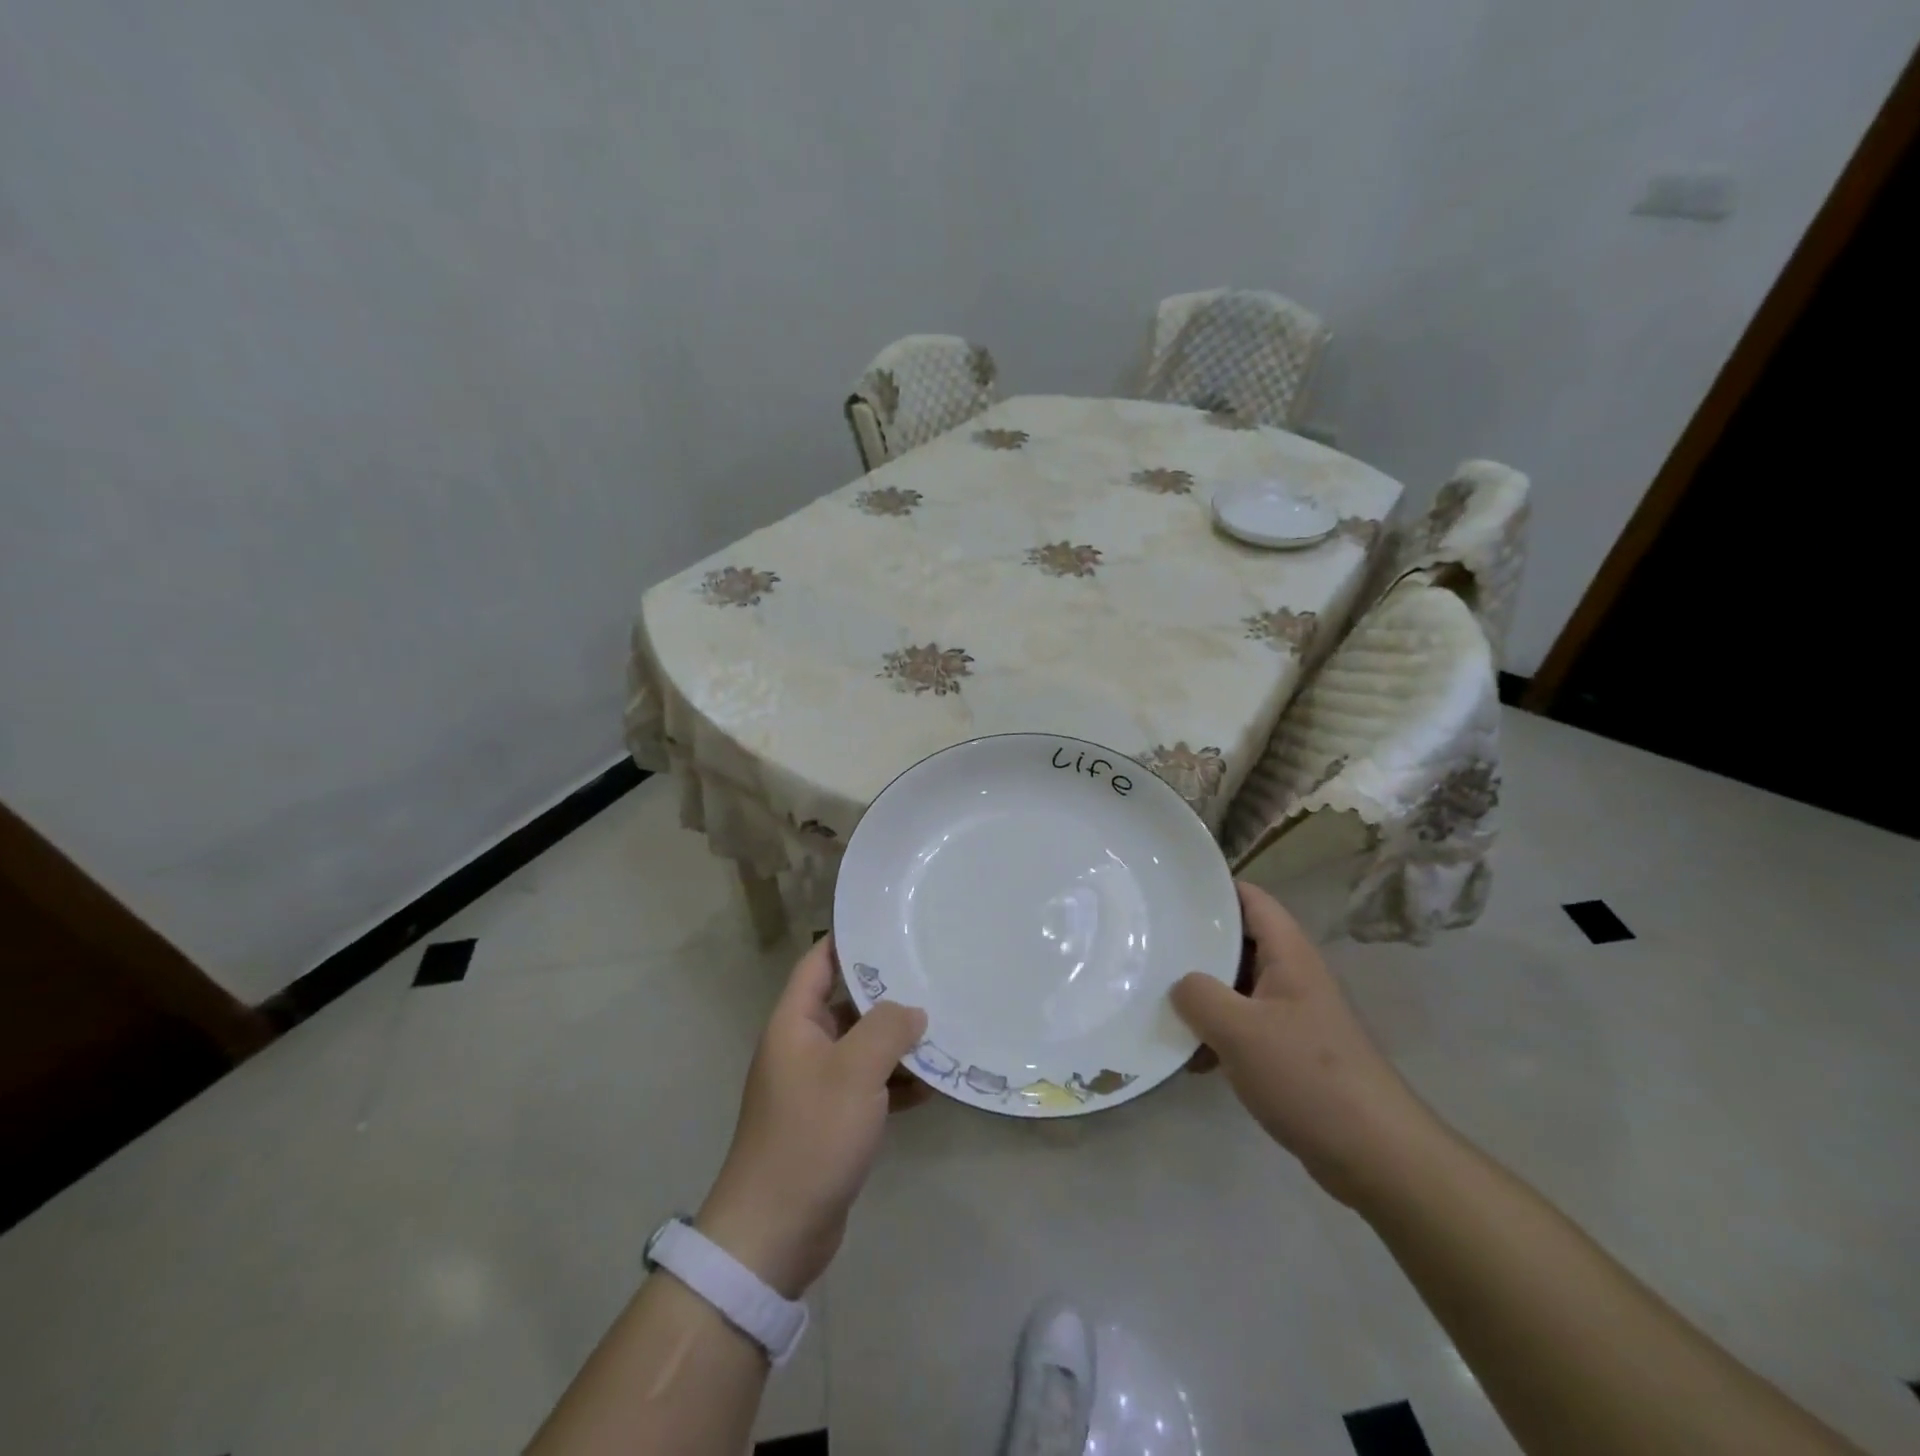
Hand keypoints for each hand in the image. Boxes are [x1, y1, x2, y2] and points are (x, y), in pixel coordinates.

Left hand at [695, 935, 926, 1297]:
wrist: (775, 1233)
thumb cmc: (810, 1136)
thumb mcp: (855, 1072)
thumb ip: (887, 1029)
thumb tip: (912, 1010)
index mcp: (794, 1023)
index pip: (819, 962)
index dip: (850, 940)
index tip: (892, 926)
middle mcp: (802, 1047)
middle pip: (846, 1003)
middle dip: (888, 993)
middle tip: (934, 975)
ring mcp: (816, 1086)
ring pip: (862, 1047)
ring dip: (897, 1042)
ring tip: (944, 1027)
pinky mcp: (831, 1121)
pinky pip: (868, 1086)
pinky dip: (895, 1082)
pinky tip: (933, 1084)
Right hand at [1172, 882, 1439, 1205]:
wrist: (1376, 1156)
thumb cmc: (1308, 1076)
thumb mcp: (1240, 1030)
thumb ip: (1199, 996)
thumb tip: (1180, 985)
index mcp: (1289, 955)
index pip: (1251, 899)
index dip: (1213, 890)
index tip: (1170, 893)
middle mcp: (1294, 976)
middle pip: (1239, 942)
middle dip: (1197, 946)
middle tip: (1151, 946)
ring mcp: (1295, 1015)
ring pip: (1238, 988)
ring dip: (1204, 997)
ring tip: (1161, 1005)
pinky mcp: (1293, 1053)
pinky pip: (1246, 1028)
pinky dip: (1218, 1035)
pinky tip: (1192, 1060)